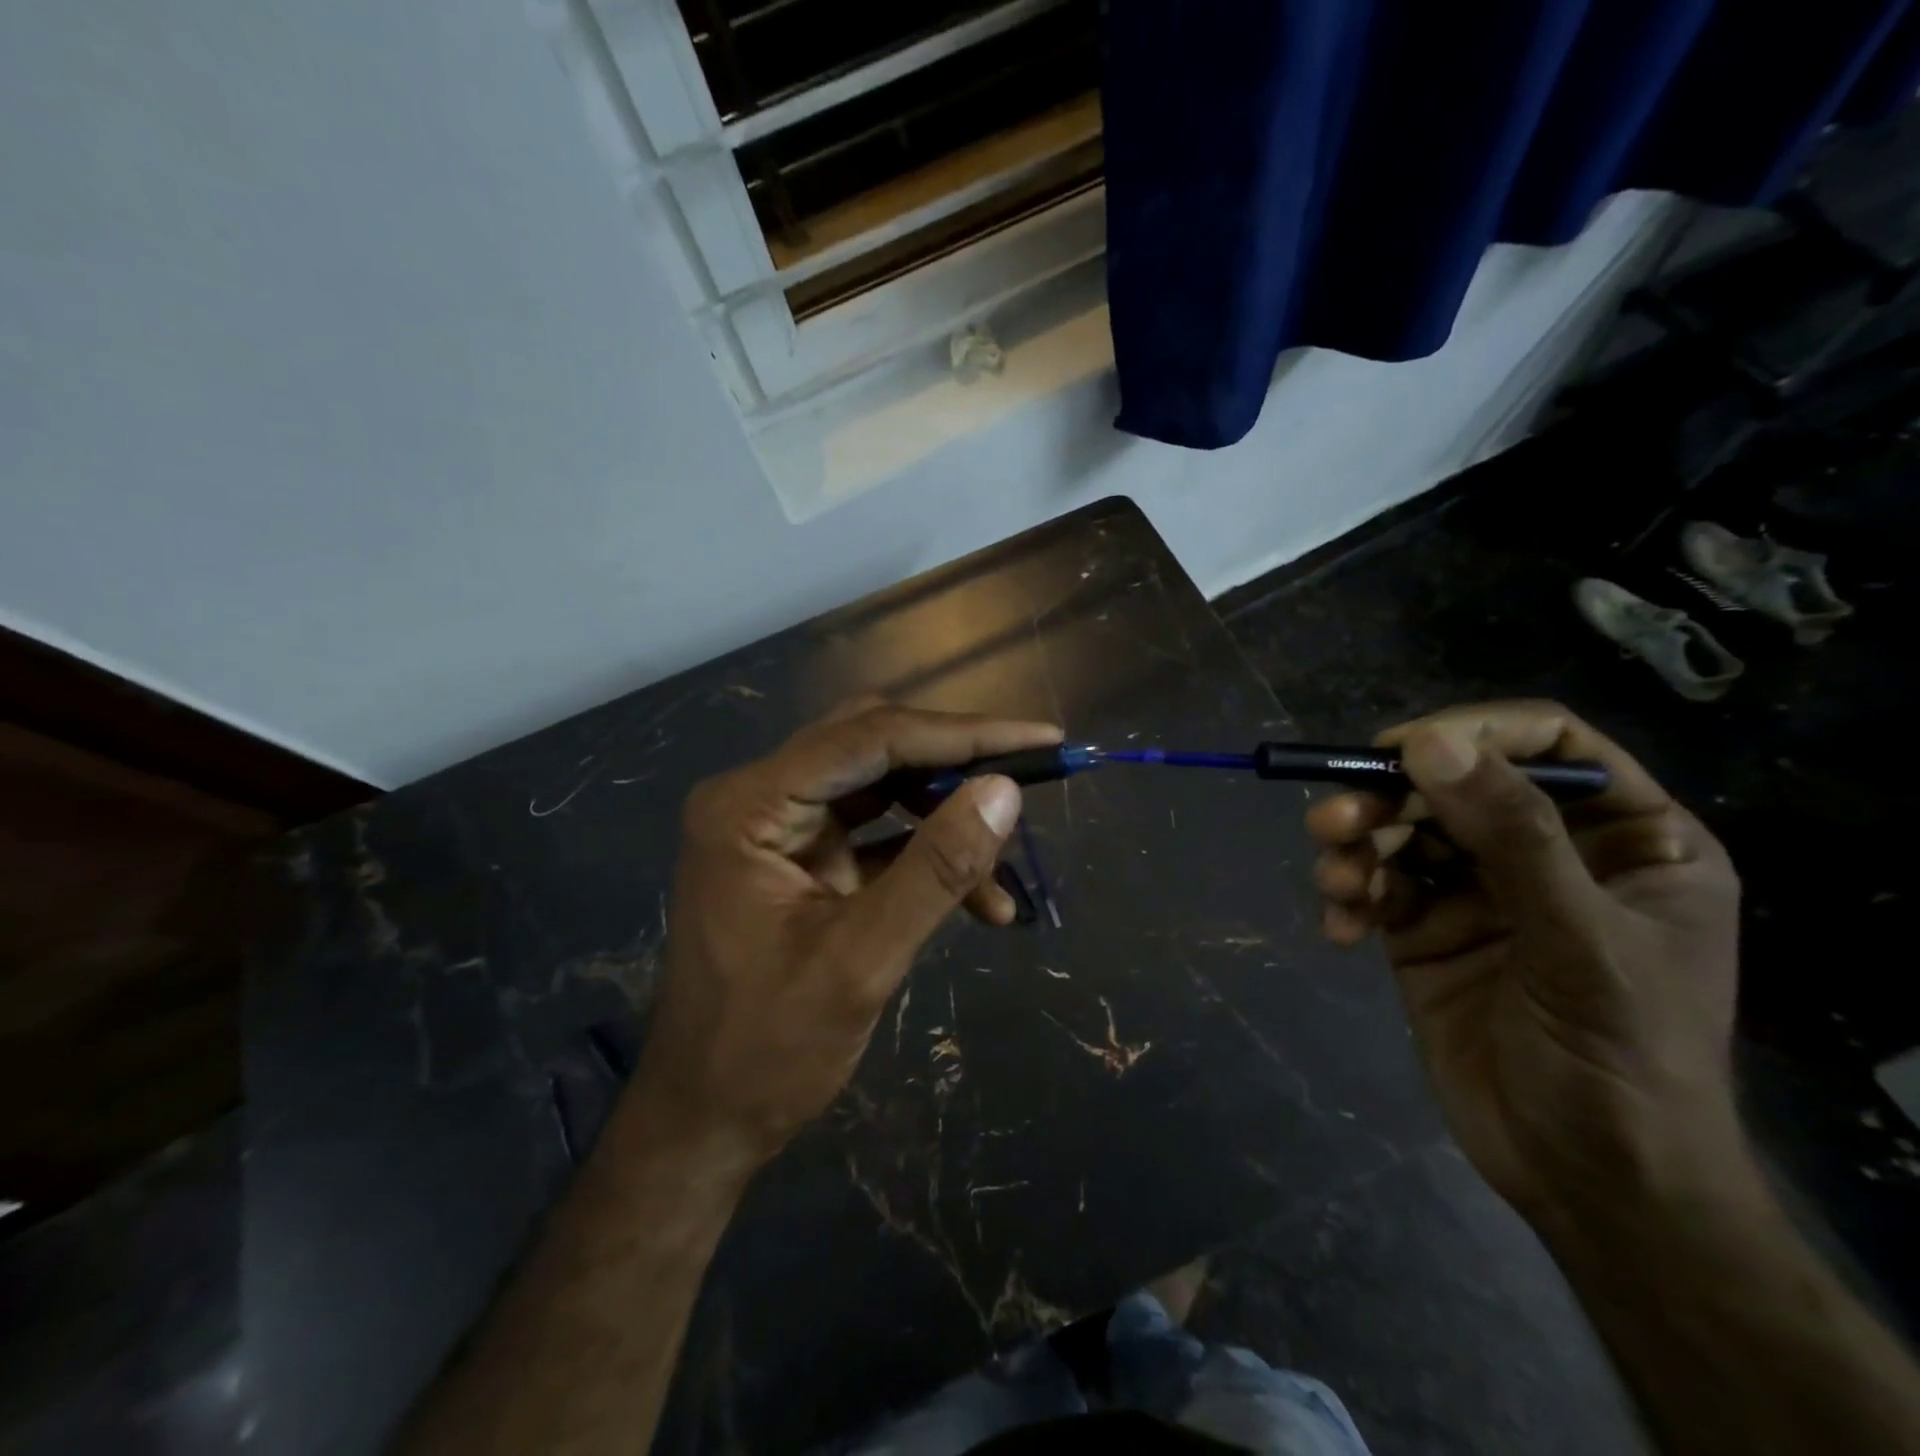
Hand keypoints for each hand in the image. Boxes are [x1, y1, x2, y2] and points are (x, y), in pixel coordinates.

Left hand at [634, 702, 1061, 1165]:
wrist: (707, 1120)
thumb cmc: (768, 1051)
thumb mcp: (862, 960)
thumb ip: (935, 870)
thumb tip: (1005, 791)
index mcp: (751, 806)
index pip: (871, 738)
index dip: (963, 734)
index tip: (1042, 738)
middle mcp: (760, 797)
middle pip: (875, 747)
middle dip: (957, 765)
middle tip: (1032, 777)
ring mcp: (780, 828)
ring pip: (882, 786)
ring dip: (948, 816)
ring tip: (1005, 864)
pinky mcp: (803, 859)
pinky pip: (877, 833)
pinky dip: (928, 854)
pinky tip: (981, 898)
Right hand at [1306, 701, 1742, 1229]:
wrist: (1585, 1181)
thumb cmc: (1622, 1061)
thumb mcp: (1579, 941)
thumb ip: (1511, 835)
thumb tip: (1427, 743)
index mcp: (1625, 839)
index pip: (1549, 745)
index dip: (1474, 733)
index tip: (1399, 749)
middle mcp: (1546, 852)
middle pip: (1452, 784)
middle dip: (1387, 798)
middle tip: (1334, 822)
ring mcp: (1478, 890)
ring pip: (1401, 830)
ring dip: (1355, 847)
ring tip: (1336, 882)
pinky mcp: (1423, 928)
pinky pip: (1375, 885)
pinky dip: (1350, 897)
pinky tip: (1341, 930)